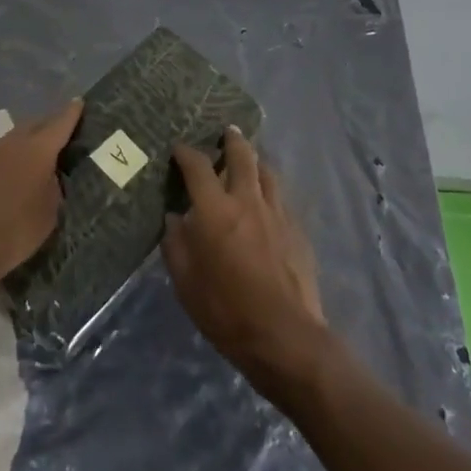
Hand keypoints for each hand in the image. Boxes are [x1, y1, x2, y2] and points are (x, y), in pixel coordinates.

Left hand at [0, 99, 83, 297]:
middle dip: (48, 125)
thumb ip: (53, 188)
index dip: (71, 112)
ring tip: (35, 158)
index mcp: (37, 149)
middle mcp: (11, 143)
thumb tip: (50, 177)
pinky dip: (6, 163)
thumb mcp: (49, 214)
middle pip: (34, 125)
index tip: (79, 102)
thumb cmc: (14, 230)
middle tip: (60, 132)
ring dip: (25, 145)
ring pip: (12, 141)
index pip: (60, 123)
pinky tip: (7, 181)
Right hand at [163, 129, 329, 396]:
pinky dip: (269, 189)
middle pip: (241, 155)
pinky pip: (280, 197)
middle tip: (226, 132)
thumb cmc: (227, 312)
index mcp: (215, 210)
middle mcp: (247, 200)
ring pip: (266, 172)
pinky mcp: (297, 230)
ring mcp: (276, 213)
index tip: (178, 149)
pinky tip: (267, 199)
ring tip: (249, 159)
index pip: (198, 166)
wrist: (286, 337)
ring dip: (255, 160)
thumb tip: (174, 219)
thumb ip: (176, 245)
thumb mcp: (186, 283)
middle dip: (231, 140)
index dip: (186, 153)